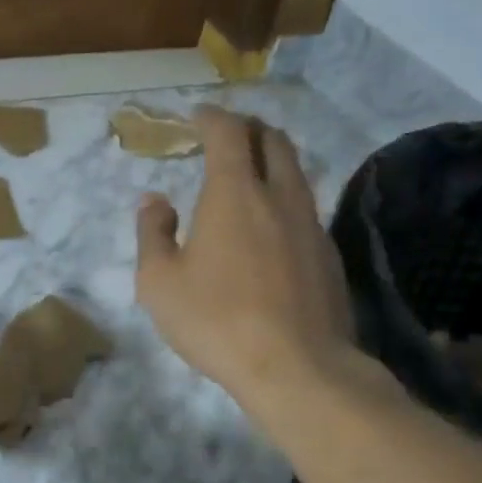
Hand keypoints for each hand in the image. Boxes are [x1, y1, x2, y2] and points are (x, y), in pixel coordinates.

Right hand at [135, 107, 356, 412]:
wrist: (297, 367)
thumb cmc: (216, 321)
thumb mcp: (160, 283)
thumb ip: (152, 233)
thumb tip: (154, 201)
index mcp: (234, 193)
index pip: (227, 132)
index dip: (211, 117)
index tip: (198, 115)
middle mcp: (280, 196)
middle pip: (272, 141)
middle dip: (248, 128)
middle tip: (227, 136)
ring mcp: (311, 225)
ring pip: (296, 173)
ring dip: (272, 161)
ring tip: (250, 176)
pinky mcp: (329, 255)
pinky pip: (306, 210)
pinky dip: (285, 200)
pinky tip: (272, 229)